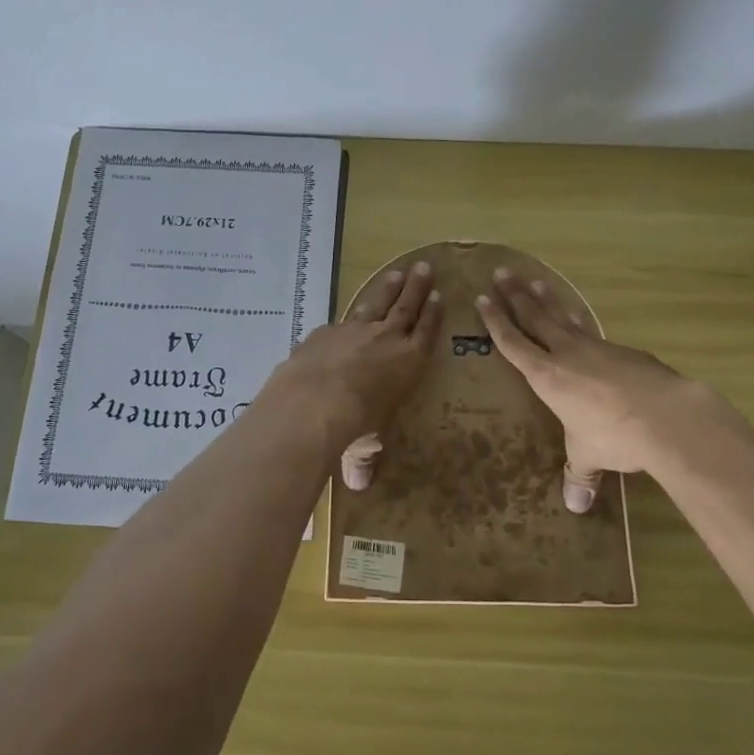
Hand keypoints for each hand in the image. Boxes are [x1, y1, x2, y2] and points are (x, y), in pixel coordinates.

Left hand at [260, 261, 440, 481]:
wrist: (314, 402)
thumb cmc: (354, 426)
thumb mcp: (364, 446)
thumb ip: (363, 460)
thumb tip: (358, 486)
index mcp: (408, 362)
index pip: (426, 332)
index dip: (433, 314)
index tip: (439, 296)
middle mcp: (386, 339)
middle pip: (406, 307)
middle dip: (416, 288)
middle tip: (425, 268)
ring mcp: (354, 330)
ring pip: (376, 302)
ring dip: (388, 288)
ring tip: (398, 272)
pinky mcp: (325, 331)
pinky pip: (342, 319)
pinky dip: (348, 315)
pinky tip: (344, 317)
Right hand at [474, 270, 744, 511]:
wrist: (666, 415)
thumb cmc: (614, 436)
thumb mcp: (589, 456)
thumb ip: (580, 475)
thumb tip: (575, 507)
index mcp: (546, 376)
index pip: (513, 343)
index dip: (495, 321)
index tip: (482, 298)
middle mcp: (567, 354)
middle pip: (535, 317)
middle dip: (515, 296)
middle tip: (502, 272)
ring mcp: (598, 348)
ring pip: (565, 317)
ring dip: (548, 299)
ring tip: (536, 281)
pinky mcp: (625, 351)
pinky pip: (593, 331)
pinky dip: (581, 321)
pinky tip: (582, 321)